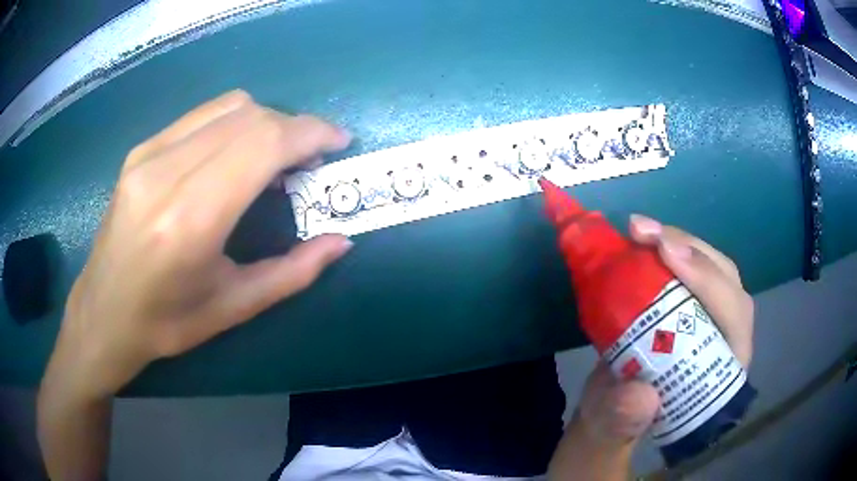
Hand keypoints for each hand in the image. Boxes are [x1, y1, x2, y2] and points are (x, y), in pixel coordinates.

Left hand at [44, 90, 352, 400]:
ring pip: (228, 106)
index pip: (262, 143)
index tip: (337, 142)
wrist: (103, 313)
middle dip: (294, 128)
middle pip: (251, 116)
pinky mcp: (140, 149)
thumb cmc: (166, 323)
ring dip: (266, 122)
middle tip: (309, 159)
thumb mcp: (233, 308)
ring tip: (275, 156)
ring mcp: (148, 154)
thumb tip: (341, 241)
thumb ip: (293, 272)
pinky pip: (202, 115)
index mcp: (190, 219)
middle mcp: (166, 172)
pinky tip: (235, 155)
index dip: (309, 132)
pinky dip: (235, 123)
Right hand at [574, 214, 753, 446]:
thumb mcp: (615, 426)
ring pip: (712, 265)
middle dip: (692, 251)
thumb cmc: (618, 420)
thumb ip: (625, 419)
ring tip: (640, 230)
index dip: (707, 282)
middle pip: (726, 280)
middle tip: (645, 233)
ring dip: (679, 241)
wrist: (610, 409)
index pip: (733, 318)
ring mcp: (711, 315)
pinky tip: (643, 238)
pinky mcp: (692, 302)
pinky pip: (690, 265)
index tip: (666, 254)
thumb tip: (641, 395)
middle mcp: (726, 337)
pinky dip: (668, 246)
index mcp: (722, 372)